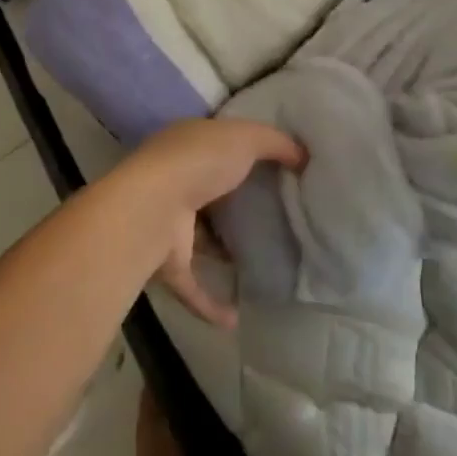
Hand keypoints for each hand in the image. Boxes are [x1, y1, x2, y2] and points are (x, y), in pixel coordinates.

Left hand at [111, 118, 304, 328]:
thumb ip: (275, 142)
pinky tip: (236, 318)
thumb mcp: (245, 137)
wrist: (154, 207)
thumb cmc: (200, 161)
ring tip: (258, 263)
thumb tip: (303, 155)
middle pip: (209, 190)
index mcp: (189, 145)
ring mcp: (170, 223)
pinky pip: (193, 286)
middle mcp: (176, 181)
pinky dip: (211, 303)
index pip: (216, 145)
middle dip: (234, 202)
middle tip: (274, 218)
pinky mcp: (169, 263)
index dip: (242, 153)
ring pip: (199, 237)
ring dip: (221, 251)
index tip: (274, 169)